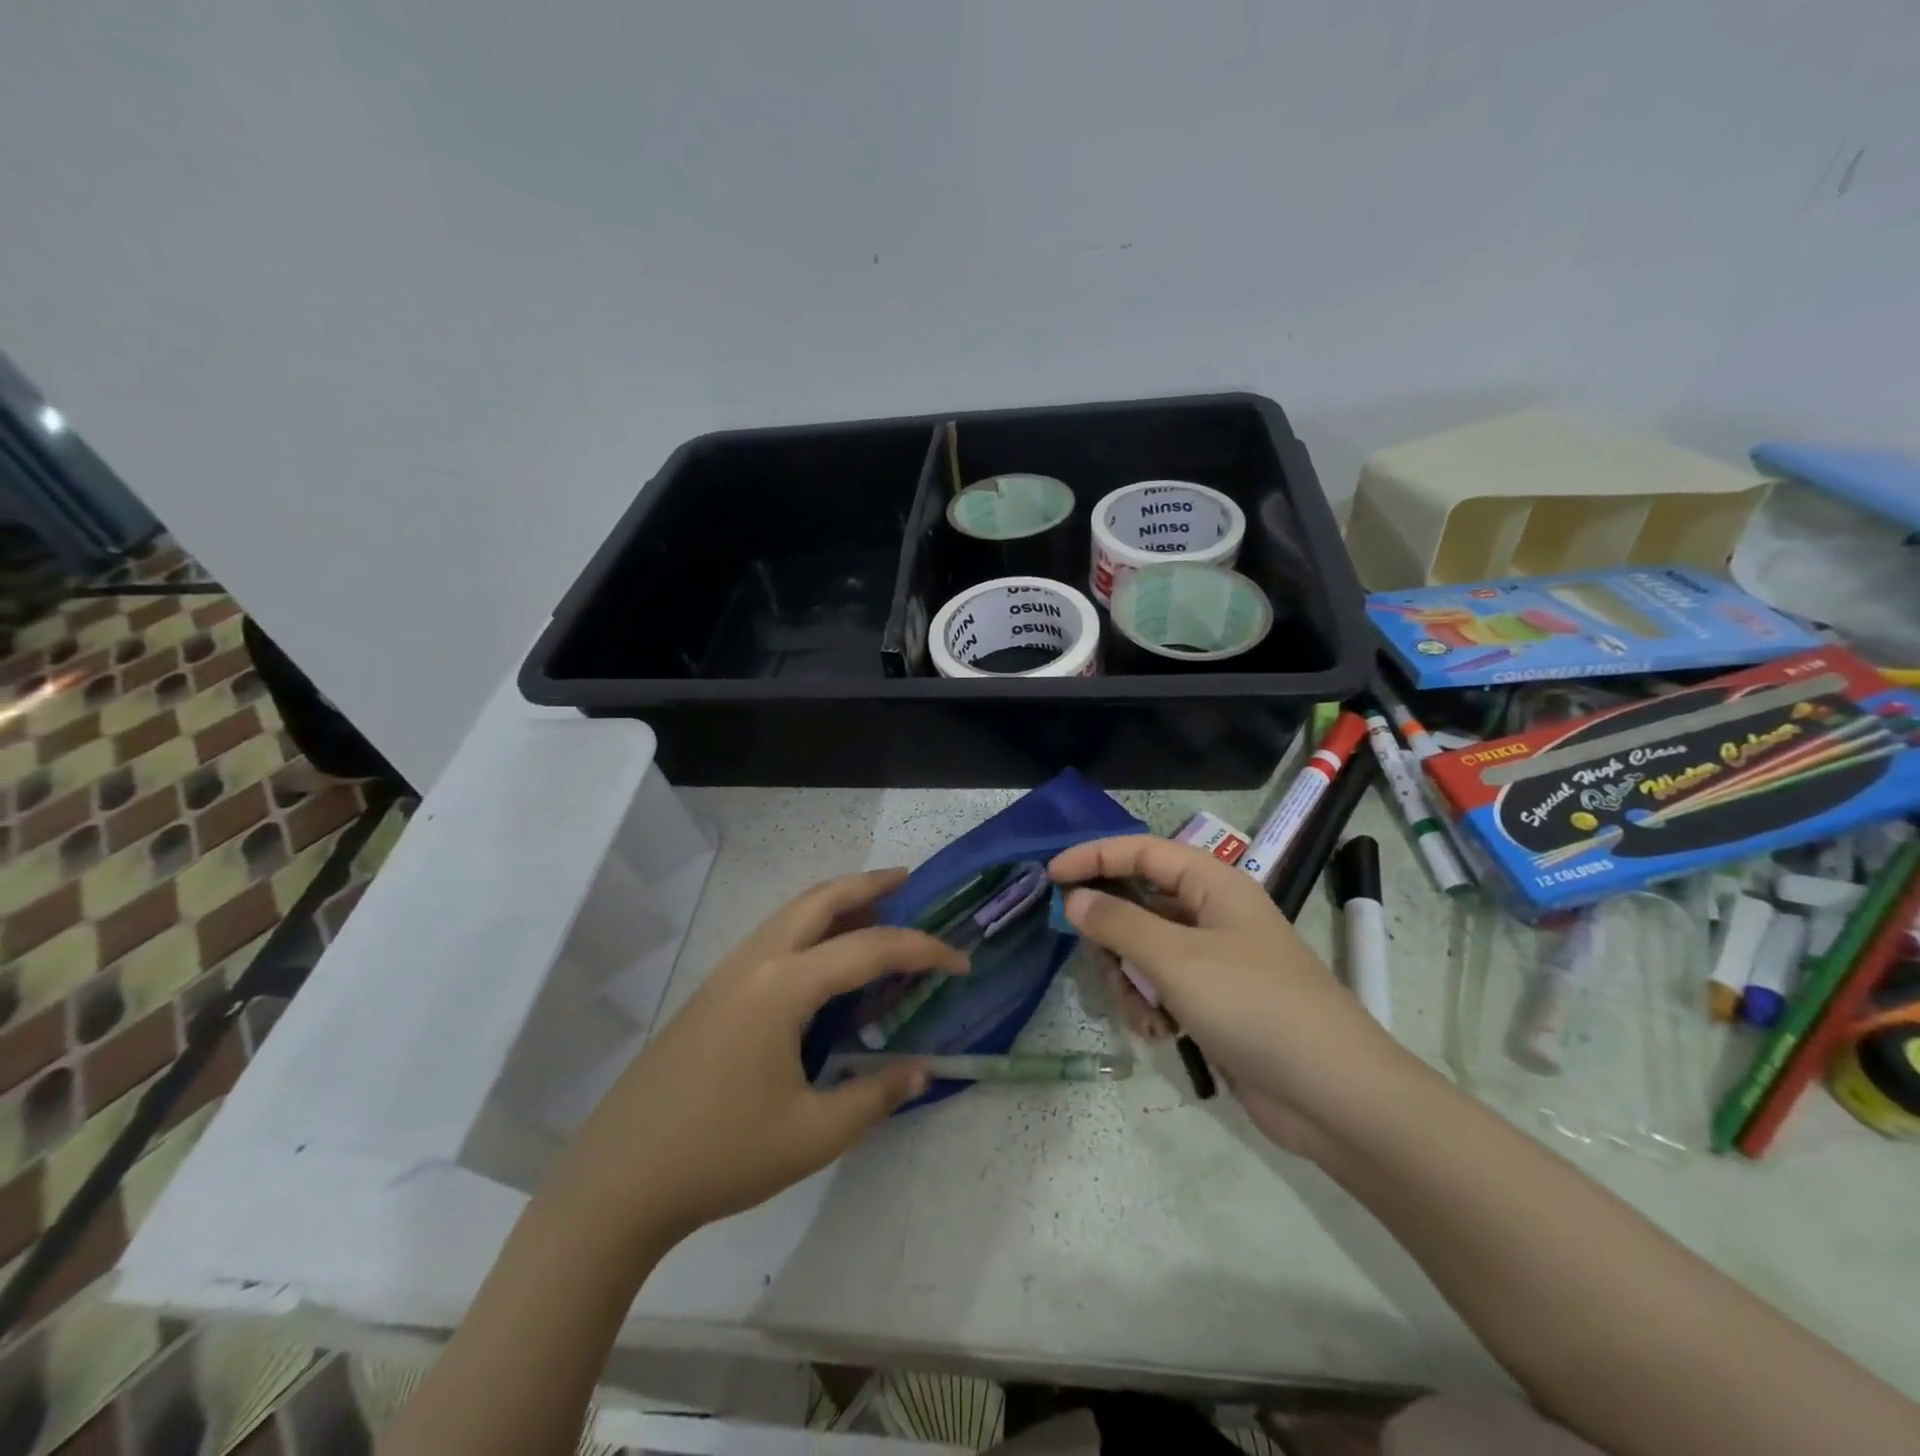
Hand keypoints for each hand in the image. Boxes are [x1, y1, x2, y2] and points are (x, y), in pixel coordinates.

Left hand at [552, 869, 965, 1247]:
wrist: (618, 1179)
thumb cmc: (721, 1154)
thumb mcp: (813, 1134)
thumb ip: (875, 1095)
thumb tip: (921, 1070)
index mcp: (783, 986)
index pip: (869, 948)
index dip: (922, 950)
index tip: (960, 963)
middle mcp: (755, 962)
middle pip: (819, 899)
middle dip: (867, 883)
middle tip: (909, 880)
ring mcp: (727, 973)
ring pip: (791, 913)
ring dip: (835, 901)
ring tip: (874, 910)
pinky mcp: (712, 992)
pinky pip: (773, 937)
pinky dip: (809, 926)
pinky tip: (823, 959)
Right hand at [1049, 836, 1399, 1154]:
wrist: (1333, 1094)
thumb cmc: (1253, 1005)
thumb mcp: (1176, 959)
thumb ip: (1118, 923)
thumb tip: (1074, 898)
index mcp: (1214, 884)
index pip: (1142, 851)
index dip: (1093, 857)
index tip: (1050, 876)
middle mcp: (1214, 914)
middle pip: (1139, 903)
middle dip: (1112, 934)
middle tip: (1098, 962)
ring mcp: (1215, 960)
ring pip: (1145, 950)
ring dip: (1130, 980)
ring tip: (1142, 1011)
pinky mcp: (1215, 1002)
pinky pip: (1163, 987)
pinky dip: (1152, 1006)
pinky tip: (1160, 1033)